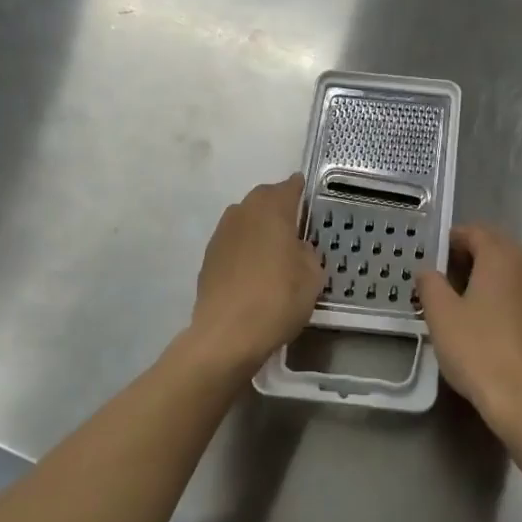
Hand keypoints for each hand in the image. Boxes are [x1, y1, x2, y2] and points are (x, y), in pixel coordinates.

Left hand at [189, 174, 323, 373]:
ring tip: (274, 249)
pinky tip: (254, 269)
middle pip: (264, 198)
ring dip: (259, 227)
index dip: (300, 190)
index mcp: (272, 209)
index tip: (308, 198)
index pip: (289, 187)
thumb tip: (298, 248)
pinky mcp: (208, 257)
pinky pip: (233, 241)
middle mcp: (243, 212)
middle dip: (278, 206)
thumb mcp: (313, 276)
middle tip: (295, 225)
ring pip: (245, 219)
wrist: (227, 334)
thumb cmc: (277, 298)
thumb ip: (308, 253)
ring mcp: (222, 234)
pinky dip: (245, 247)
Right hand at [415, 225, 521, 433]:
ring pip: (509, 270)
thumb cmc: (476, 348)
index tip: (431, 257)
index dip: (451, 239)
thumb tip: (428, 270)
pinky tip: (483, 319)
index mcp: (501, 257)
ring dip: (484, 274)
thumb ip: (430, 283)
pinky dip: (499, 294)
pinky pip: (518, 292)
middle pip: (495, 247)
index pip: (475, 232)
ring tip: (459, 297)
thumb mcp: (441, 314)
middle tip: (442, 275)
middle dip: (468, 254)